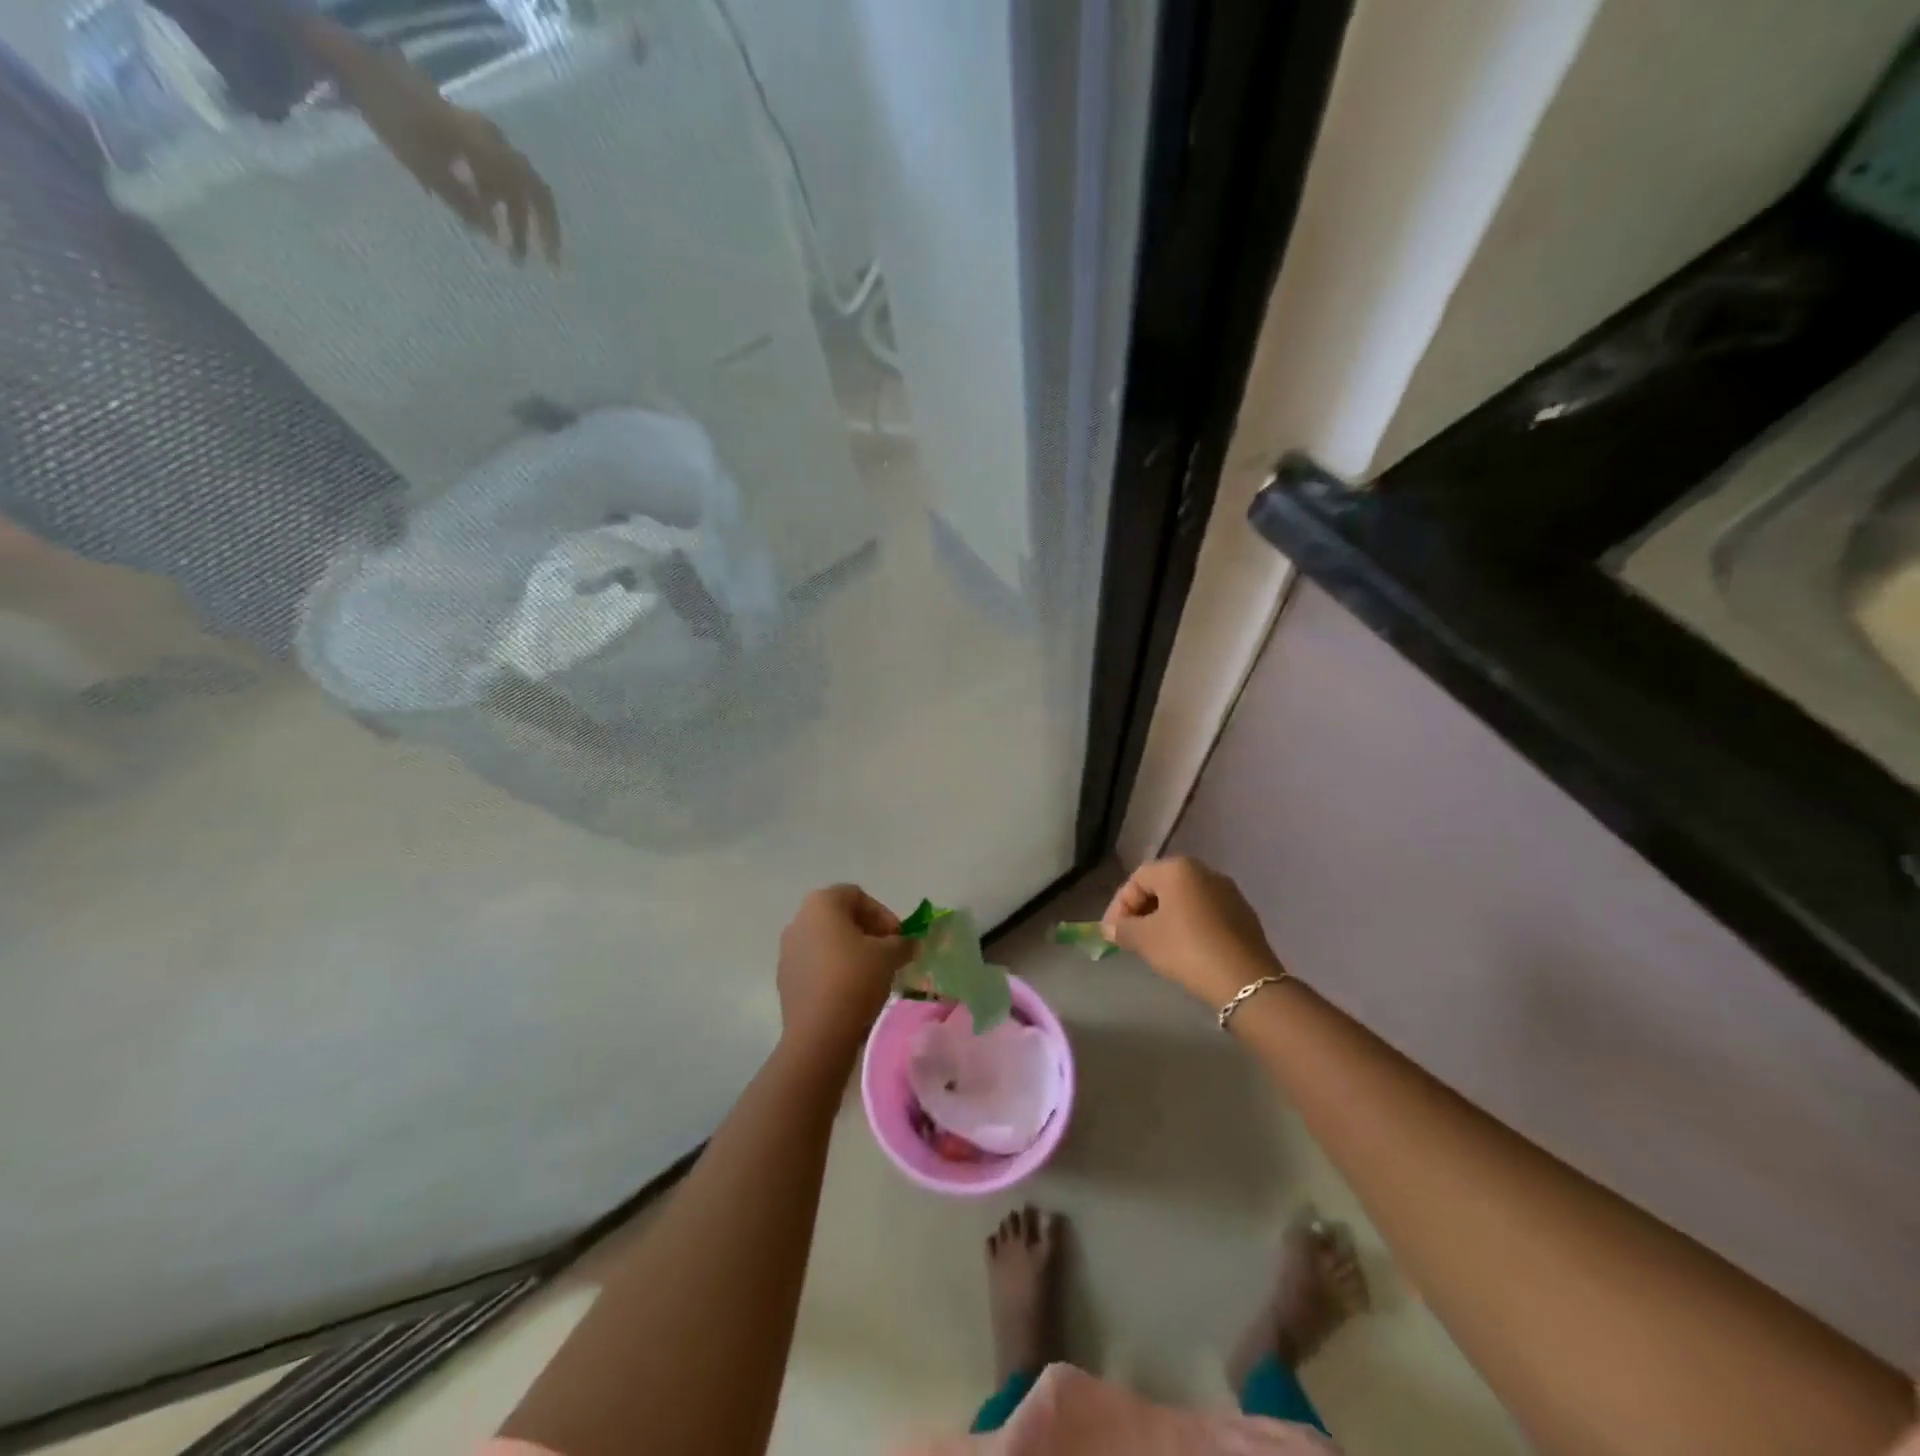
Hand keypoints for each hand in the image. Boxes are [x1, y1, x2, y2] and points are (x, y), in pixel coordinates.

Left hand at [334, 41, 560, 263]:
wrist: (360, 69)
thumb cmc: (397, 120)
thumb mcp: (428, 168)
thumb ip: (465, 205)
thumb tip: (495, 235)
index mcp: (492, 152)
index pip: (535, 195)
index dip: (548, 230)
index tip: (549, 262)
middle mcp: (494, 143)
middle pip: (526, 192)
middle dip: (528, 228)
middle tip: (520, 258)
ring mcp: (479, 136)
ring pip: (507, 184)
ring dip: (506, 215)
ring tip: (495, 241)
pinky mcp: (463, 133)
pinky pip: (489, 171)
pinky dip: (490, 196)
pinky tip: (476, 211)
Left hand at [777, 885, 911, 1051]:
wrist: (819, 1031)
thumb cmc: (855, 978)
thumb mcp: (889, 956)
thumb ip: (902, 943)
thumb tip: (909, 944)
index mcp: (821, 903)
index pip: (857, 896)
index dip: (883, 914)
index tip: (898, 937)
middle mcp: (798, 920)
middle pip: (840, 917)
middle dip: (868, 932)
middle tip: (889, 953)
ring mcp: (788, 950)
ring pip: (827, 942)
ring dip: (851, 952)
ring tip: (873, 974)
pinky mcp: (785, 979)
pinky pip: (815, 965)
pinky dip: (834, 970)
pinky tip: (851, 992)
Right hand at [1102, 856, 1282, 1005]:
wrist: (1246, 981)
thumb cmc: (1187, 949)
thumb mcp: (1145, 940)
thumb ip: (1122, 929)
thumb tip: (1109, 928)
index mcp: (1178, 869)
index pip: (1137, 879)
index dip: (1119, 905)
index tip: (1111, 932)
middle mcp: (1205, 871)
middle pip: (1161, 886)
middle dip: (1141, 910)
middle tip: (1130, 936)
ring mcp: (1228, 892)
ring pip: (1184, 900)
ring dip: (1164, 918)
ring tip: (1154, 944)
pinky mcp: (1243, 914)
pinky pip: (1205, 912)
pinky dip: (1188, 925)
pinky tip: (1184, 949)